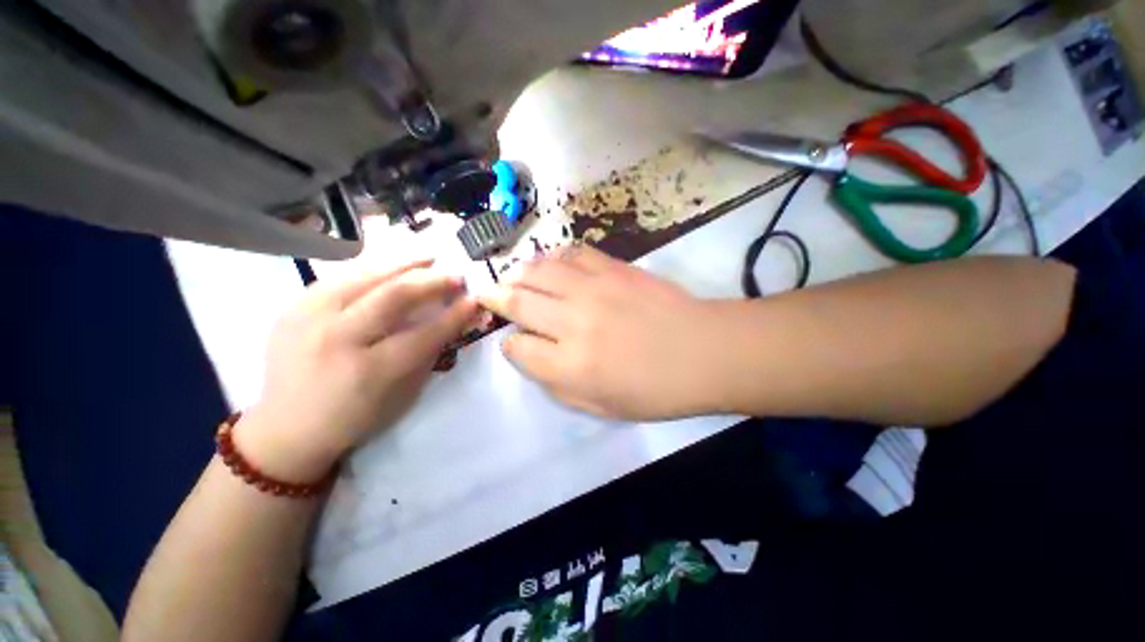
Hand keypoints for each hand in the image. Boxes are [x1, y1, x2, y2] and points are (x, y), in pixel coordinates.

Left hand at [238, 261, 478, 481]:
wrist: (286, 428)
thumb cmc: (354, 418)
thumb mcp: (402, 396)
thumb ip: (429, 354)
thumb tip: (454, 321)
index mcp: (368, 371)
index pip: (424, 334)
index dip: (454, 315)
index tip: (475, 300)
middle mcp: (336, 339)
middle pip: (393, 296)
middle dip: (433, 282)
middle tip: (456, 276)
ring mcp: (308, 319)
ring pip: (365, 277)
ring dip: (404, 265)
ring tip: (429, 257)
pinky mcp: (292, 309)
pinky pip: (340, 279)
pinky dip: (373, 271)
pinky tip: (391, 267)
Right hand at [479, 245, 724, 420]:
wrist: (704, 351)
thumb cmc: (655, 390)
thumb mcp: (600, 407)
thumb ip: (555, 385)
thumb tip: (529, 354)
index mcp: (570, 366)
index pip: (518, 349)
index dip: (511, 346)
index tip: (514, 343)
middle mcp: (573, 322)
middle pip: (518, 302)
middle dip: (497, 298)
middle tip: (488, 294)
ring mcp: (593, 289)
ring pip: (538, 271)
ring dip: (519, 274)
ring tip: (513, 276)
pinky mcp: (614, 268)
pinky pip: (573, 253)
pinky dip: (556, 257)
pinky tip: (553, 264)